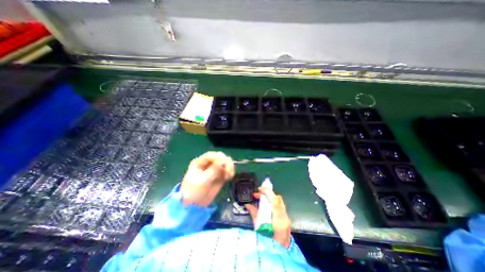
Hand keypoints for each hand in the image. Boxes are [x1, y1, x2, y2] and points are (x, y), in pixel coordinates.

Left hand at [180, 152, 236, 206]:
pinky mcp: (220, 175)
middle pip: (220, 157)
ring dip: (230, 167)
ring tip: (229, 176)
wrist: (194, 205)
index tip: (224, 164)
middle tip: (228, 172)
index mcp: (200, 162)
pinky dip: (231, 172)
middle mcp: (208, 163)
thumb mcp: (202, 180)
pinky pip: (228, 170)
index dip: (219, 158)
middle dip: (226, 162)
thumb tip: (223, 161)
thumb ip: (213, 170)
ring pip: (226, 162)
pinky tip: (229, 177)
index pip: (211, 155)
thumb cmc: (194, 192)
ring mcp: (215, 169)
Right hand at [247, 188, 291, 246]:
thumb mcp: (259, 228)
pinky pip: (280, 207)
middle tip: (258, 195)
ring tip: (261, 200)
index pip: (275, 200)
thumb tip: (247, 205)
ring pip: (279, 202)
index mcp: (279, 219)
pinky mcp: (287, 220)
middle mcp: (285, 216)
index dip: (267, 192)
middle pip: (278, 199)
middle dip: (268, 194)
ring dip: (270, 198)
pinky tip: (267, 207)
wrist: (280, 254)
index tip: (259, 189)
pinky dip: (273, 204)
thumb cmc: (267, 243)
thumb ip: (254, 214)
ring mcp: (287, 218)